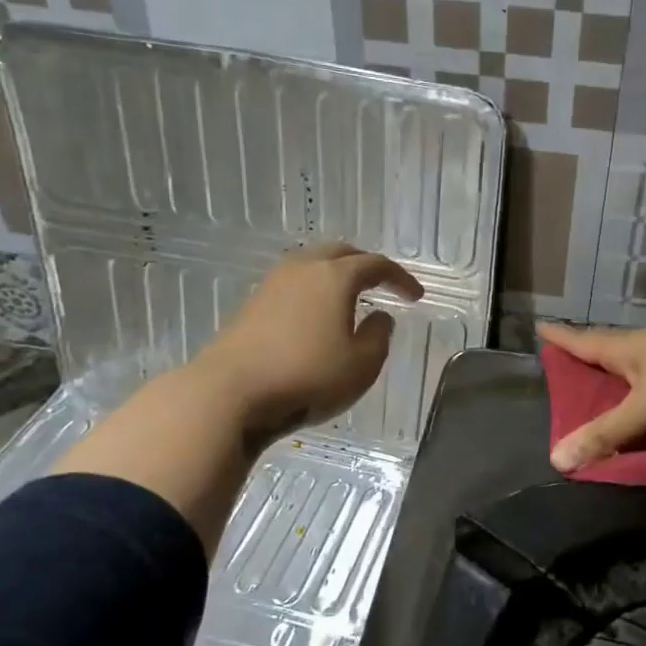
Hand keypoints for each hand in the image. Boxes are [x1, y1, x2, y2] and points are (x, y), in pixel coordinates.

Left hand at [204, 242, 423, 445]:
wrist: (230, 393)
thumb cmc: (307, 377)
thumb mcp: (361, 365)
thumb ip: (379, 336)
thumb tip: (380, 317)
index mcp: (334, 277)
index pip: (376, 265)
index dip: (400, 278)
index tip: (415, 296)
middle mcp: (303, 269)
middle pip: (340, 252)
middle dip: (365, 265)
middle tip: (382, 283)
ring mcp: (272, 284)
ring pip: (312, 264)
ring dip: (335, 274)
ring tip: (350, 296)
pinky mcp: (252, 304)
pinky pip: (293, 284)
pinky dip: (313, 289)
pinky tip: (317, 314)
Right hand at [537, 308, 645, 471]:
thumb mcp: (645, 408)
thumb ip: (606, 434)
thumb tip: (556, 459)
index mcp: (629, 348)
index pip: (585, 341)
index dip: (562, 338)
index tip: (541, 326)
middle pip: (614, 350)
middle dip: (594, 358)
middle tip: (574, 366)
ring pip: (645, 365)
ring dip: (628, 375)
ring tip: (615, 389)